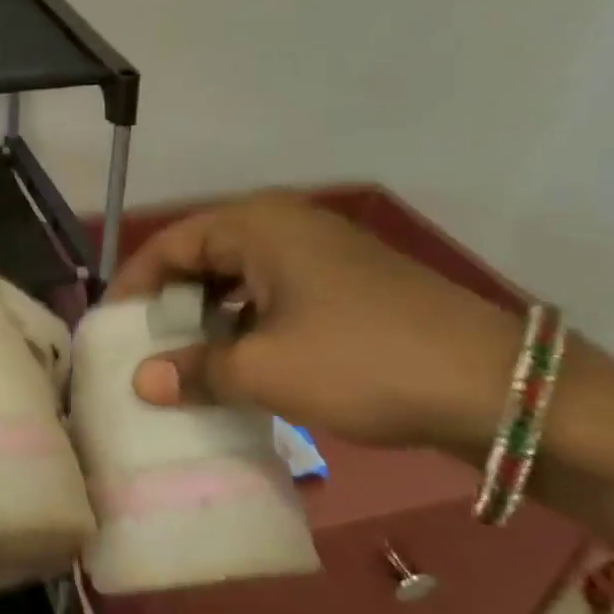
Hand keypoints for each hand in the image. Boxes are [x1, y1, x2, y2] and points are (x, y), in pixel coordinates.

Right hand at [105, 192, 521, 452]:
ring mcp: (321, 255)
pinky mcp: (346, 286)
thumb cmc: (364, 362)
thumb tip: (141, 382)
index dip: (135, 286)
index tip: (111, 328)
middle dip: (170, 303)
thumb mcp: (267, 370)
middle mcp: (285, 226)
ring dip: (208, 319)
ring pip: (239, 280)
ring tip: (185, 361)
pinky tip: (240, 365)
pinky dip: (247, 327)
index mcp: (257, 225)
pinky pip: (274, 297)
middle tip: (143, 348)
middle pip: (203, 257)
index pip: (170, 244)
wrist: (501, 388)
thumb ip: (196, 370)